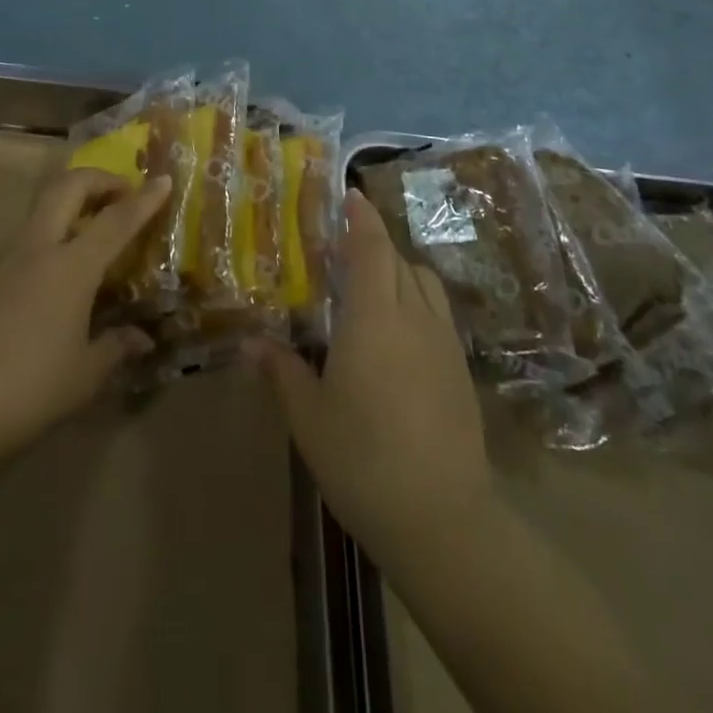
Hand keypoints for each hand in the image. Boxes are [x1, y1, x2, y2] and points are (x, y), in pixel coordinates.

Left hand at [0, 168, 169, 467]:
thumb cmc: (28, 390)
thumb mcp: (84, 376)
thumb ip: (116, 348)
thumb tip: (142, 338)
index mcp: (71, 266)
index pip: (116, 220)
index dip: (144, 199)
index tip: (164, 180)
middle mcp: (37, 249)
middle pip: (67, 187)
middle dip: (98, 179)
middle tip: (122, 194)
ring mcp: (5, 260)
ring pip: (41, 208)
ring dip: (71, 204)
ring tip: (93, 230)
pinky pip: (25, 239)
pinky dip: (50, 235)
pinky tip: (58, 274)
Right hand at [249, 190, 492, 554]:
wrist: (443, 518)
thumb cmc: (363, 459)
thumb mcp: (309, 417)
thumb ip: (281, 371)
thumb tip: (250, 343)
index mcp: (374, 317)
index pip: (371, 248)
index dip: (362, 217)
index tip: (351, 194)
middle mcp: (414, 316)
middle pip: (398, 260)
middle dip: (374, 241)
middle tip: (345, 241)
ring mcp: (444, 343)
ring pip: (423, 283)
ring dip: (399, 269)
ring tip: (372, 283)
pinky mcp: (461, 370)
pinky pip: (437, 313)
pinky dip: (416, 300)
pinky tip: (398, 331)